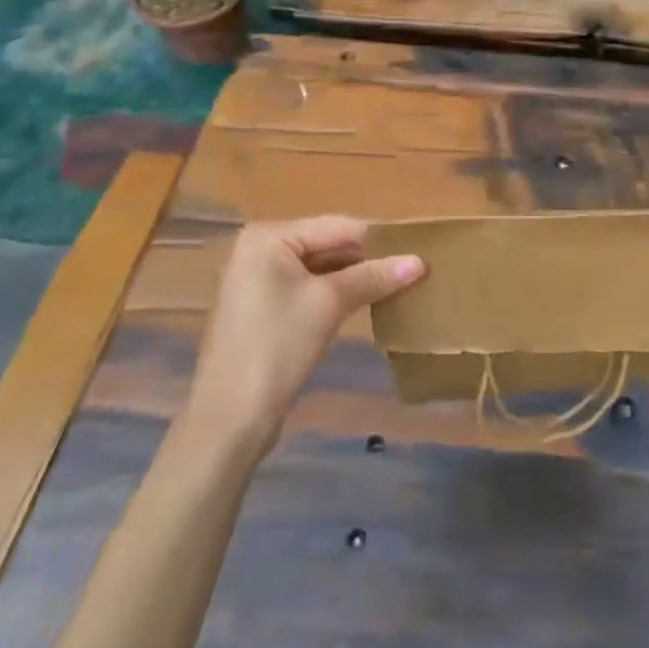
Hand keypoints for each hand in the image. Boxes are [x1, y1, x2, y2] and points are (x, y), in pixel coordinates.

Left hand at [187, 216, 424, 454]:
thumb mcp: (330, 304)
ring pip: (318, 268)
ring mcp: (256, 280)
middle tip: (409, 271)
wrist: (228, 421)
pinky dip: (332, 294)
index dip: (378, 240)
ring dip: (352, 278)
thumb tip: (420, 262)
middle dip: (365, 260)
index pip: (337, 226)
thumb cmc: (277, 347)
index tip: (416, 251)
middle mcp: (258, 249)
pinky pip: (305, 288)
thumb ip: (373, 277)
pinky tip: (362, 304)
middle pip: (327, 244)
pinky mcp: (260, 309)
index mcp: (268, 236)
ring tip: (394, 286)